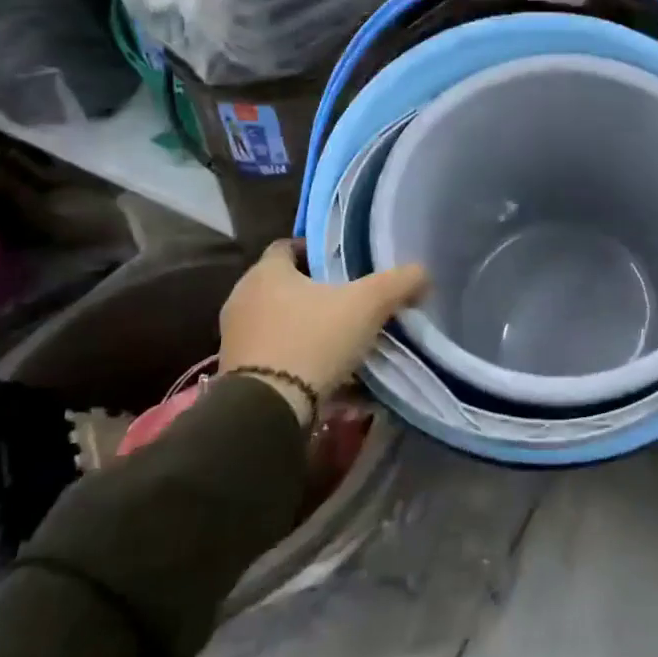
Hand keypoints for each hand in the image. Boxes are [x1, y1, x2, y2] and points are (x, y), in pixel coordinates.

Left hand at [219, 240, 427, 417]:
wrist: (267, 409)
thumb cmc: (313, 339)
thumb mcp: (368, 304)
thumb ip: (399, 282)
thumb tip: (423, 273)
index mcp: (265, 272)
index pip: (288, 247)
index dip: (317, 252)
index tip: (344, 264)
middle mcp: (243, 299)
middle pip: (285, 286)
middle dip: (316, 293)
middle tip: (351, 302)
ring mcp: (235, 338)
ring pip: (280, 322)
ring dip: (307, 328)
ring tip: (343, 340)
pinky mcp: (236, 373)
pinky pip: (274, 355)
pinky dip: (298, 358)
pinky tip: (326, 373)